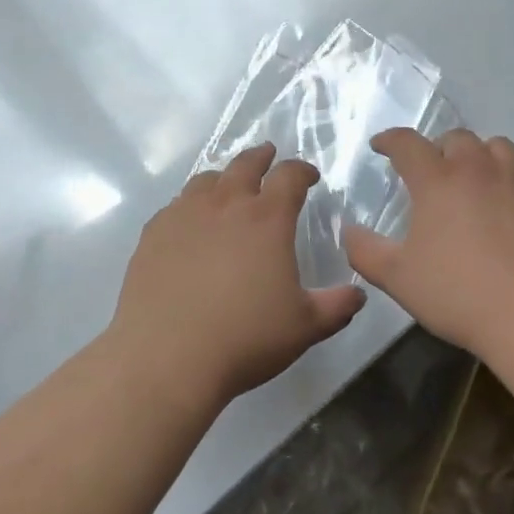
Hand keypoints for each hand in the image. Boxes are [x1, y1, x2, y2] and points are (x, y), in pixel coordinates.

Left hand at [110, 145, 366, 408]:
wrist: (165, 357)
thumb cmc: (244, 339)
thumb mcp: (303, 328)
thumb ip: (335, 306)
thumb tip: (358, 293)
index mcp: (267, 218)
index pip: (290, 175)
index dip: (302, 170)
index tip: (309, 175)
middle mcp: (227, 203)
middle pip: (246, 164)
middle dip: (261, 157)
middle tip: (268, 155)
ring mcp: (186, 213)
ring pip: (208, 179)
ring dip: (224, 177)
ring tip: (228, 185)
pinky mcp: (154, 232)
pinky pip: (176, 205)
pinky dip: (190, 205)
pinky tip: (189, 222)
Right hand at [343, 128, 513, 361]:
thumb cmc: (459, 293)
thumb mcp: (399, 278)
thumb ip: (366, 252)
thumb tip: (348, 231)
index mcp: (437, 179)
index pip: (407, 143)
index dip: (390, 140)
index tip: (380, 146)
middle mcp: (476, 168)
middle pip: (455, 138)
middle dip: (437, 148)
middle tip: (430, 170)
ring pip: (495, 147)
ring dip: (478, 155)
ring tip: (472, 177)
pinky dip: (508, 181)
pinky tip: (505, 207)